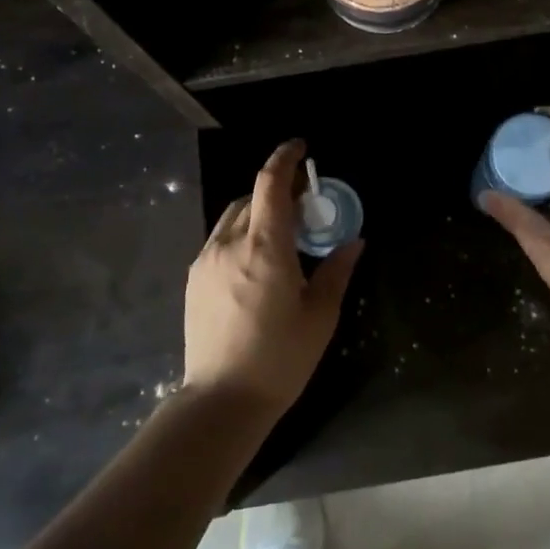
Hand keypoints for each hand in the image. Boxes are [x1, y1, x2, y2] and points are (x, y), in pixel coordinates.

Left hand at [183, 139, 362, 417]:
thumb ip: (336, 270)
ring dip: (259, 210)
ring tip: (282, 231)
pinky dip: (242, 232)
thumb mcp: (320, 316)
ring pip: (234, 216)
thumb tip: (354, 241)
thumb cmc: (280, 358)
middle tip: (305, 202)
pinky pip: (220, 238)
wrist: (221, 401)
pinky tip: (257, 259)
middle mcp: (230, 244)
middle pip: (253, 197)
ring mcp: (207, 260)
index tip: (301, 147)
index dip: (285, 158)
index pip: (270, 184)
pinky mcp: (195, 278)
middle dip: (279, 189)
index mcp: (265, 248)